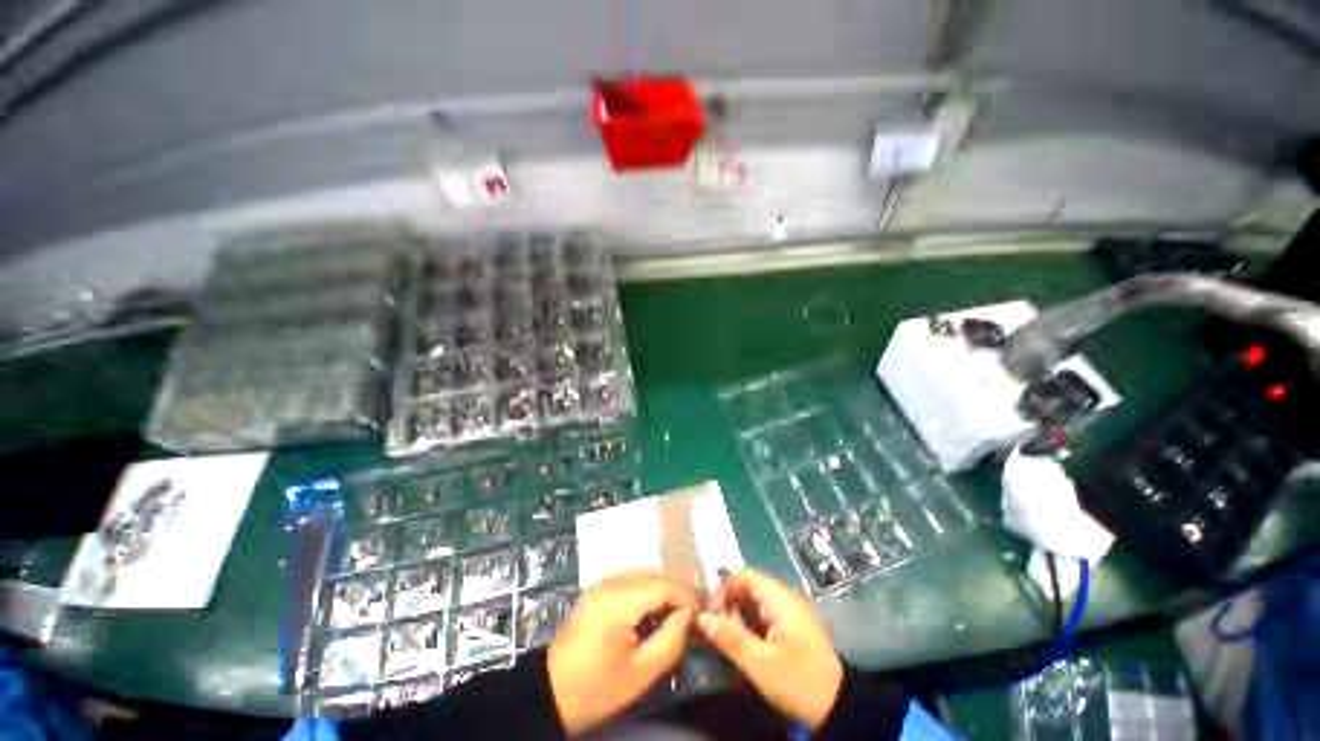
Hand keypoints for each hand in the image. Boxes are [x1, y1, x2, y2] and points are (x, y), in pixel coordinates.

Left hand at [547, 570, 697, 735]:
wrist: (550, 693)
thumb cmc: (596, 688)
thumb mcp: (640, 673)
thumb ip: (671, 640)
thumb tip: (688, 615)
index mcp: (621, 599)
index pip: (665, 585)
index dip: (688, 597)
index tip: (704, 615)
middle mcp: (612, 581)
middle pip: (656, 574)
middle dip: (679, 589)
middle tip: (697, 610)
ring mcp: (603, 583)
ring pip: (645, 573)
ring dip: (665, 587)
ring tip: (682, 608)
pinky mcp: (598, 590)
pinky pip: (632, 579)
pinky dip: (649, 587)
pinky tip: (657, 606)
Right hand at [696, 568, 842, 729]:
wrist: (839, 708)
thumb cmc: (797, 681)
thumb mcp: (760, 663)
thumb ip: (729, 637)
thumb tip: (700, 618)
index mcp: (780, 598)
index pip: (743, 576)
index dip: (722, 591)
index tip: (710, 616)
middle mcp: (785, 598)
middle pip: (748, 588)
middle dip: (728, 606)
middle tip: (716, 633)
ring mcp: (791, 612)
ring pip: (755, 603)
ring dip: (738, 617)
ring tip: (727, 642)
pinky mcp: (793, 628)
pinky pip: (765, 616)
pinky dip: (750, 626)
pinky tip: (744, 646)